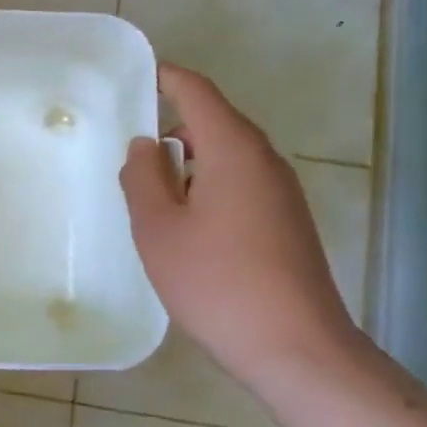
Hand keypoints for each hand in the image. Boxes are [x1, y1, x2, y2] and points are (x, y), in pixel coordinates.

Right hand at [120, 63, 361, 384]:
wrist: (297, 348)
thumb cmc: (217, 282)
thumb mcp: (159, 229)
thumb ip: (143, 177)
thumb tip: (146, 145)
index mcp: (234, 149)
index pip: (197, 92)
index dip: (167, 78)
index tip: (138, 78)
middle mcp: (265, 161)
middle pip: (214, 122)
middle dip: (173, 128)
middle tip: (130, 151)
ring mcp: (282, 193)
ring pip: (228, 157)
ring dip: (190, 163)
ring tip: (152, 195)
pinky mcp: (288, 223)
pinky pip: (241, 185)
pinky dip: (209, 188)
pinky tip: (188, 227)